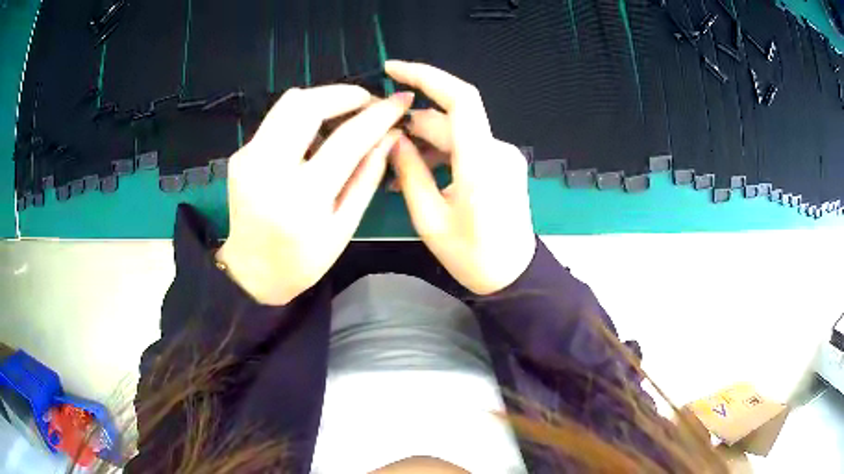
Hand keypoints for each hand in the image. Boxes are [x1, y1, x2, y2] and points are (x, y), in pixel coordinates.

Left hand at [217, 86, 413, 304]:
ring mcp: (249, 158)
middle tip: (368, 103)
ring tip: (344, 116)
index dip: (379, 114)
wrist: (251, 271)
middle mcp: (269, 169)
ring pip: (288, 103)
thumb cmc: (303, 260)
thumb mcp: (344, 227)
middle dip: (345, 94)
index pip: (348, 139)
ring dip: (323, 100)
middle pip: (308, 104)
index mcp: (303, 198)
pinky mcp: (240, 154)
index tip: (400, 100)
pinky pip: (277, 119)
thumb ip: (368, 176)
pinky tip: (314, 137)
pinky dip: (302, 117)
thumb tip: (391, 135)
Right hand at [385, 60, 535, 294]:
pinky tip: (420, 171)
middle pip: (450, 120)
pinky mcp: (503, 164)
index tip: (392, 70)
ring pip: (457, 134)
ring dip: (425, 142)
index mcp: (481, 161)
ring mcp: (503, 156)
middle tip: (379, 141)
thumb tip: (391, 138)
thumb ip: (408, 172)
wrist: (513, 277)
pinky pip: (467, 147)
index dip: (426, 76)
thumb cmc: (472, 256)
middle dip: (412, 124)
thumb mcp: (429, 218)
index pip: (459, 98)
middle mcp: (498, 149)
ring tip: (395, 164)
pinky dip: (442, 153)